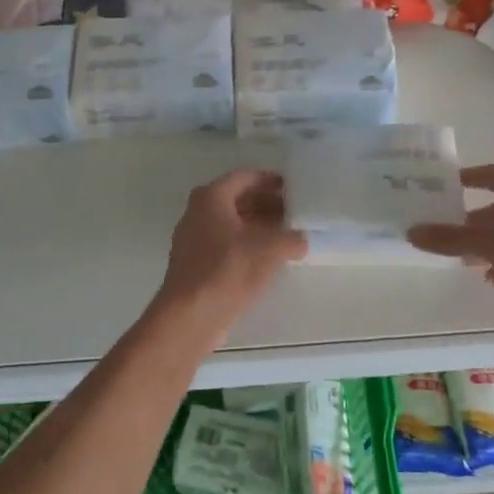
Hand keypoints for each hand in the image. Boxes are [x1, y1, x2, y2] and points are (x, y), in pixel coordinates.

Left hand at [153, 169, 306, 341]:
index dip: (269, 180)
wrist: (190, 315)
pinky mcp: (195, 264)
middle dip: (265, 204)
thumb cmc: (228, 269)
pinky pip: (224, 245)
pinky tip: (266, 260)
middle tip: (293, 212)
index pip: (244, 177)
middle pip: (236, 200)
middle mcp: (197, 212)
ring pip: (231, 224)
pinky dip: (245, 245)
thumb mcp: (270, 249)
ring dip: (257, 226)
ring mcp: (193, 239)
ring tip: (285, 236)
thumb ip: (292, 238)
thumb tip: (302, 240)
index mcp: (211, 197)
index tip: (292, 188)